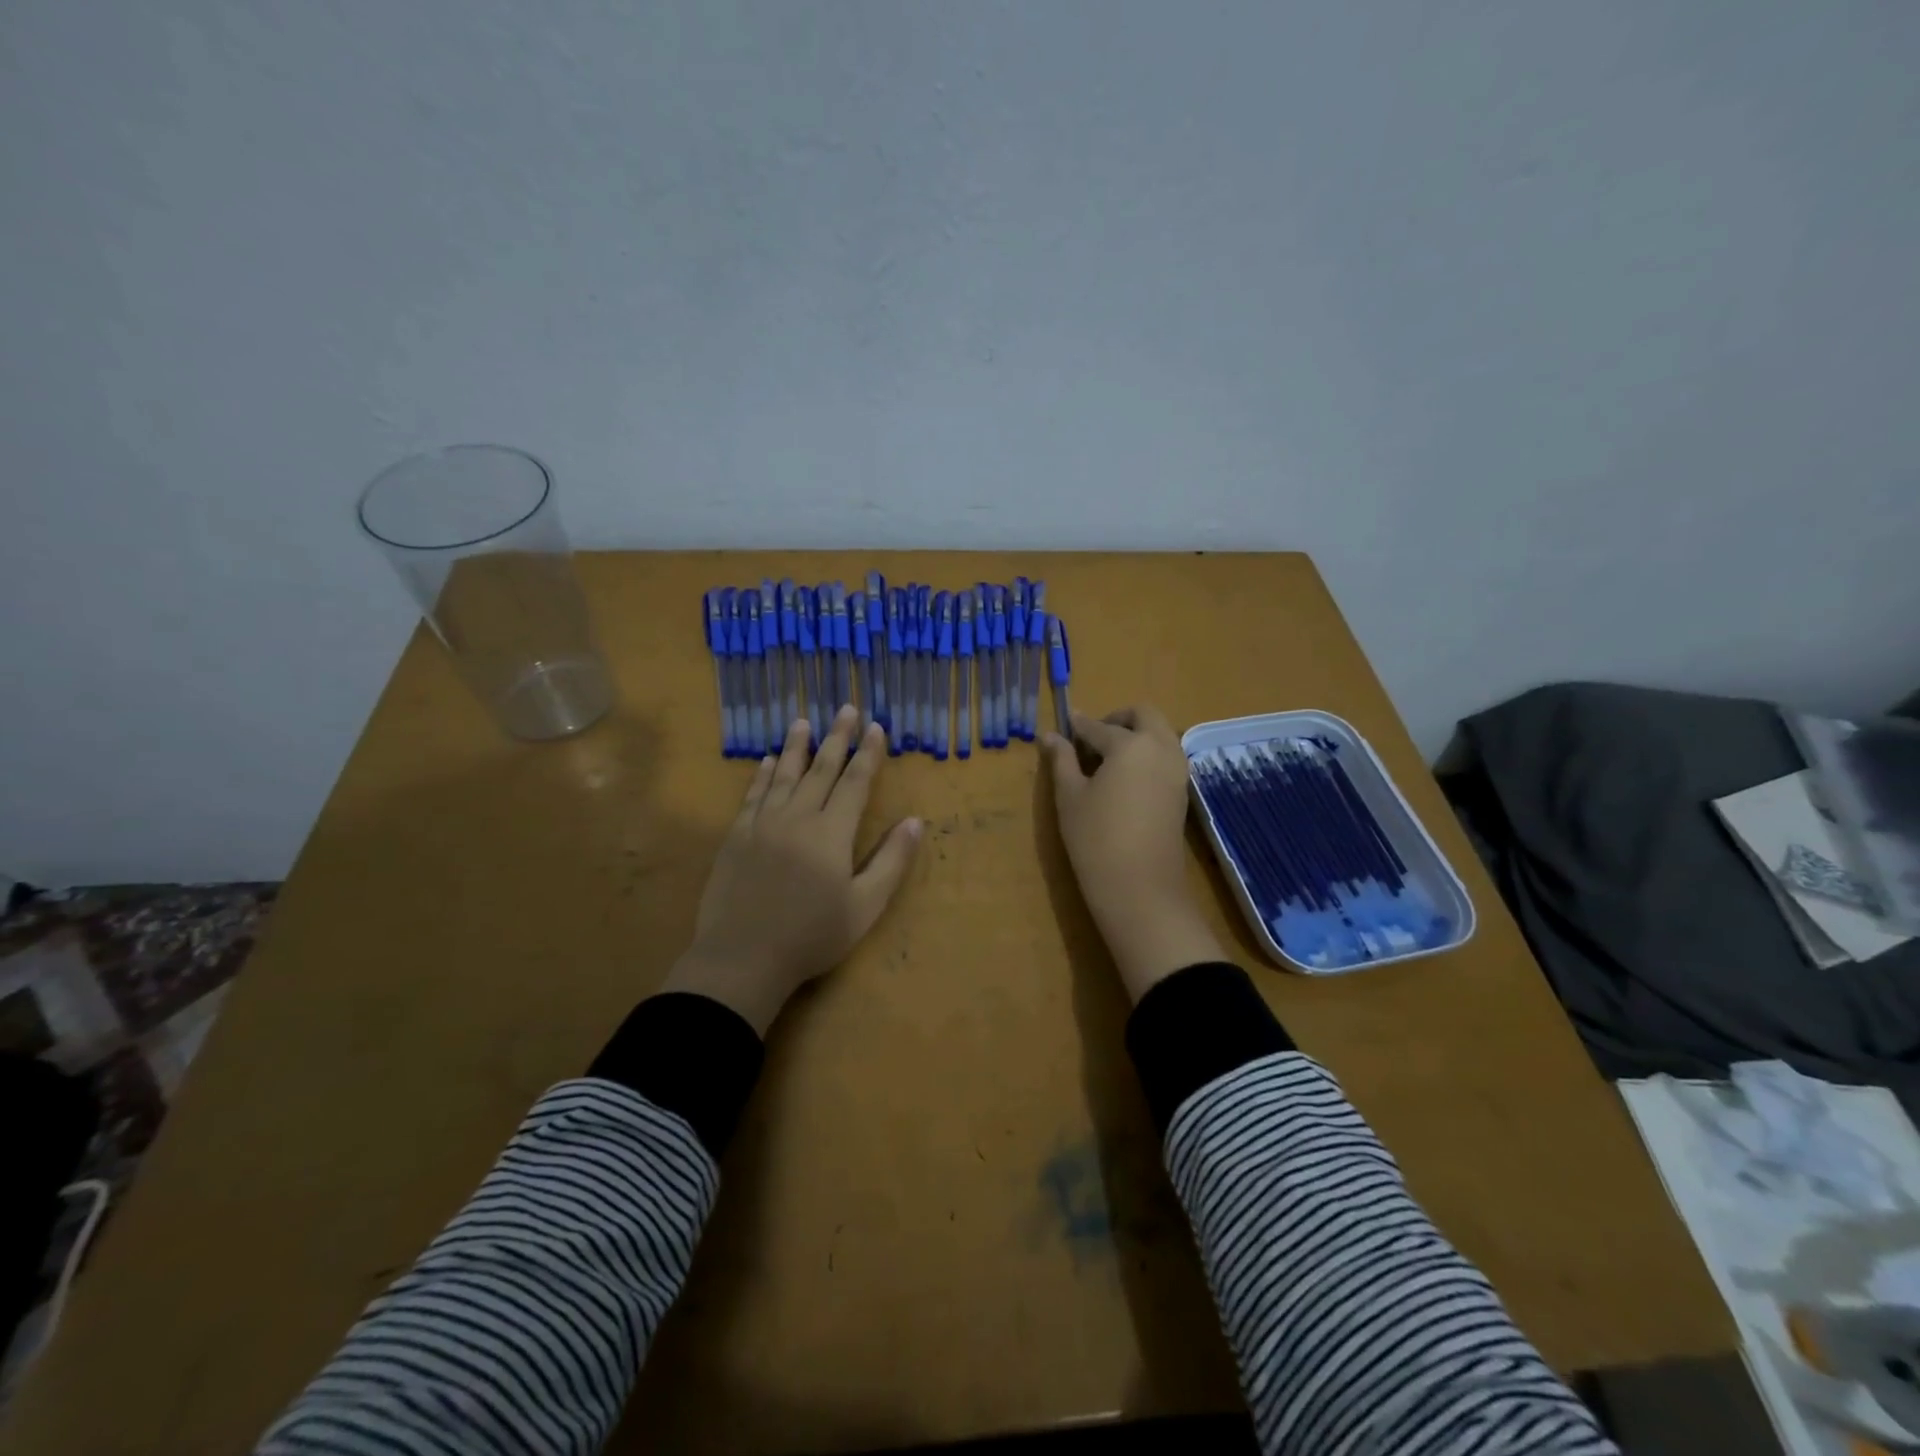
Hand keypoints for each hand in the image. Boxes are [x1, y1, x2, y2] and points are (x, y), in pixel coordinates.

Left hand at [663, 706, 921, 1034]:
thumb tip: (915, 822)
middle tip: (846, 709)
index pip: (855, 782)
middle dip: (837, 738)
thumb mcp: (865, 906)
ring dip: (796, 746)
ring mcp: (763, 824)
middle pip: (821, 769)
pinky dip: (763, 776)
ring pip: (784, 775)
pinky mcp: (736, 837)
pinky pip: (753, 796)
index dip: (868, 754)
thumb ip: (891, 861)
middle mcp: (798, 817)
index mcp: (832, 832)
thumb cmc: (812, 936)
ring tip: (803, 722)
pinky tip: (767, 762)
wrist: (743, 957)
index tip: (876, 727)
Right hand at [1043, 705, 1225, 1001]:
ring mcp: (1177, 770)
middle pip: (1143, 715)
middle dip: (1117, 718)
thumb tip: (1050, 736)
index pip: (1098, 726)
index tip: (1062, 727)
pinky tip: (1123, 777)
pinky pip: (1166, 756)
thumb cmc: (1096, 838)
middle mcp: (1160, 748)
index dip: (1076, 726)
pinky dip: (1147, 753)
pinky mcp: (1181, 792)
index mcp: (1130, 744)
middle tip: (1090, 738)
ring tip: (1105, 759)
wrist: (1140, 888)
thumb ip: (1061, 760)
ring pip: (1160, 734)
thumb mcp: (1070, 796)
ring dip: (1136, 734)